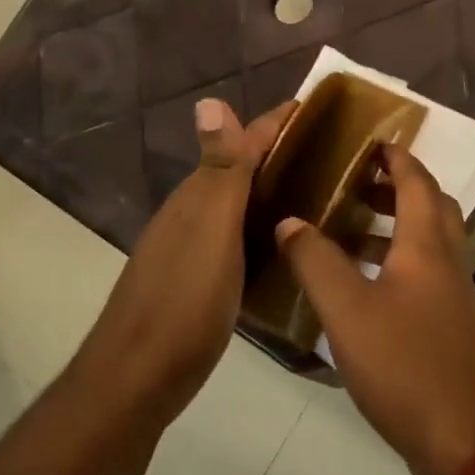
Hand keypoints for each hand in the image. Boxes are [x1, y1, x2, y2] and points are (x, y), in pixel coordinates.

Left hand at [76, 97, 293, 421]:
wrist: (139, 376)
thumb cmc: (183, 302)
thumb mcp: (210, 233)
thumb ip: (219, 172)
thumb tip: (210, 98)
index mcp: (197, 197)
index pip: (240, 144)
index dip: (276, 123)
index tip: (320, 106)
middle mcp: (192, 215)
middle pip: (239, 171)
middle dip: (280, 154)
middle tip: (335, 152)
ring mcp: (193, 250)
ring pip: (238, 205)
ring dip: (272, 190)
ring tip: (320, 190)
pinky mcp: (199, 281)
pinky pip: (238, 238)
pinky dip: (263, 228)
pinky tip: (285, 242)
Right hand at [275, 144, 474, 474]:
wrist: (469, 442)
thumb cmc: (406, 366)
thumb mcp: (347, 312)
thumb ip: (315, 262)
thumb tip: (289, 220)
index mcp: (428, 248)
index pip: (418, 183)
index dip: (397, 158)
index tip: (372, 141)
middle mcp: (450, 265)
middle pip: (433, 209)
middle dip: (398, 189)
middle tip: (357, 184)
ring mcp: (458, 300)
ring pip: (431, 246)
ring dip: (397, 229)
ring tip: (350, 233)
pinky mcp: (455, 331)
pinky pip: (429, 278)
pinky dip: (399, 265)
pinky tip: (365, 291)